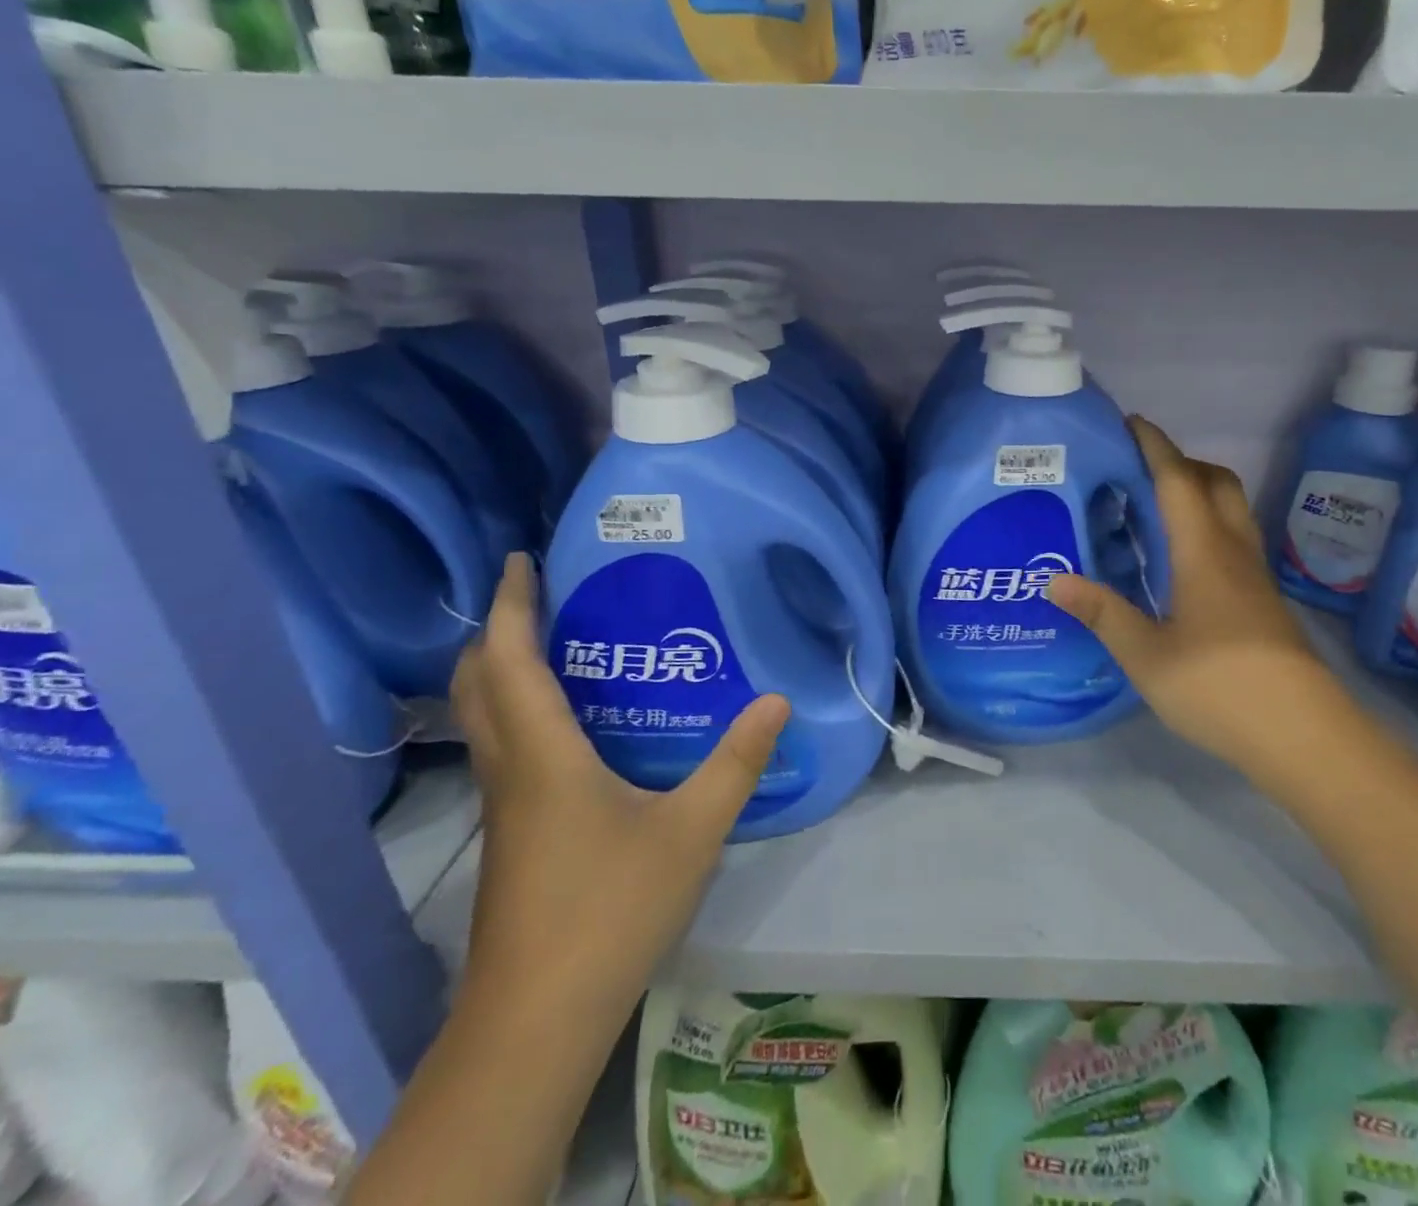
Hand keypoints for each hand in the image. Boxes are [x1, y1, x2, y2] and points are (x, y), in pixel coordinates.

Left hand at [449, 554, 789, 1006]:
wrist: (537, 1019)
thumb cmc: (610, 908)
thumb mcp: (692, 830)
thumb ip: (736, 762)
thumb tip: (776, 700)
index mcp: (543, 756)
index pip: (511, 662)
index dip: (512, 605)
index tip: (520, 560)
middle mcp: (510, 771)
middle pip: (478, 685)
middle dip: (499, 631)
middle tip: (542, 596)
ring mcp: (503, 808)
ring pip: (484, 719)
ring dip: (503, 671)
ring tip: (555, 644)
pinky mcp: (511, 836)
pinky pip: (503, 749)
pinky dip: (518, 712)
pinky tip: (568, 726)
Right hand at [1046, 417, 1340, 769]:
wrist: (1303, 735)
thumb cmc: (1219, 687)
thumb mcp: (1146, 655)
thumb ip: (1102, 613)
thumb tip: (1054, 580)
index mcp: (1202, 551)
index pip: (1178, 480)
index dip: (1155, 446)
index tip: (1130, 423)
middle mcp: (1234, 551)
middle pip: (1217, 483)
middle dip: (1181, 463)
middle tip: (1138, 473)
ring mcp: (1255, 576)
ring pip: (1231, 510)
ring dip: (1198, 493)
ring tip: (1154, 511)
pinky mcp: (1264, 600)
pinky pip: (1234, 540)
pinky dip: (1207, 526)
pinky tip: (1181, 562)